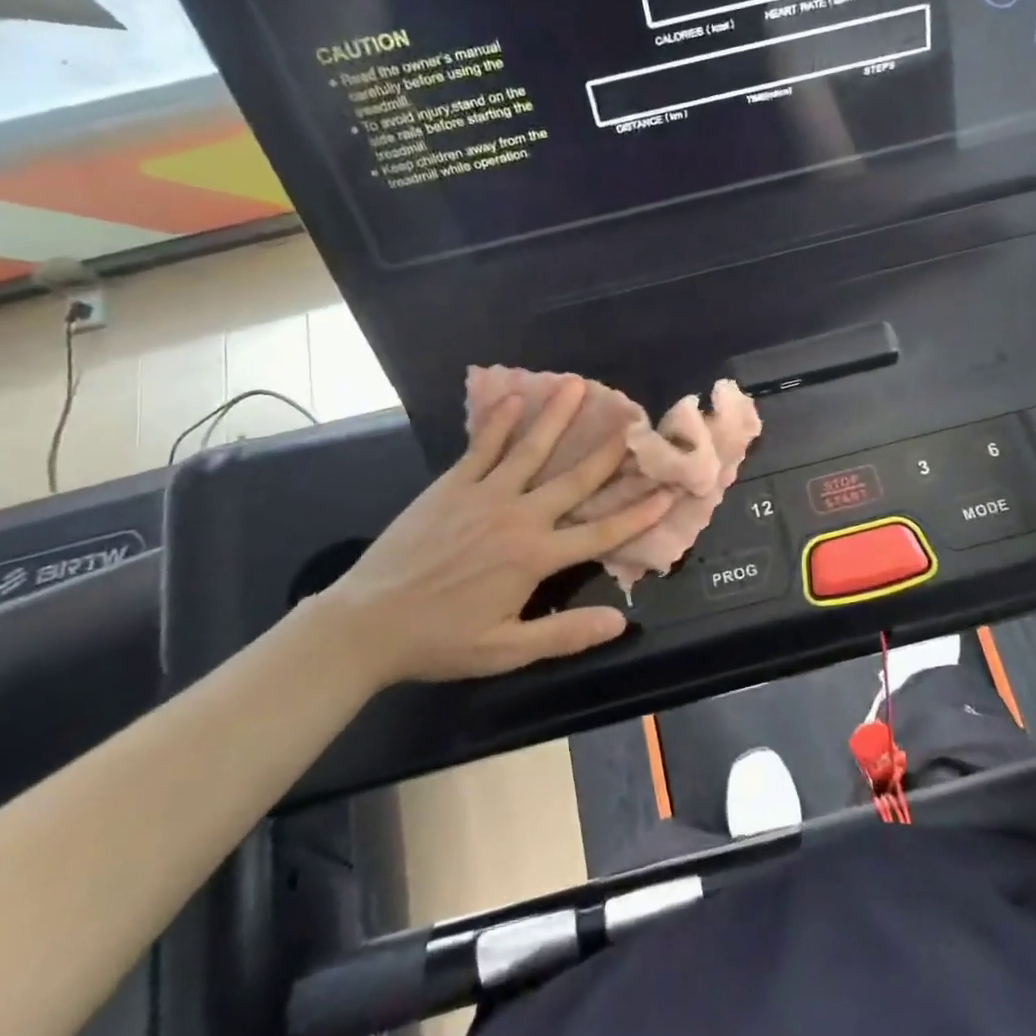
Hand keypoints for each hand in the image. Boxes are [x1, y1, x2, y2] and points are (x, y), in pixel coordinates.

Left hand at [307, 377, 674, 685]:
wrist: (366, 624)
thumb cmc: (440, 640)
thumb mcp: (506, 650)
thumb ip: (565, 634)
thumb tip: (620, 621)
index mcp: (536, 558)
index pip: (601, 532)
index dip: (640, 512)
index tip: (668, 489)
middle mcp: (518, 517)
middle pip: (574, 480)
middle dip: (609, 451)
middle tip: (634, 420)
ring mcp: (484, 495)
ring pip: (531, 450)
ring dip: (557, 417)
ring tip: (578, 385)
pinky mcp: (451, 485)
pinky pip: (482, 447)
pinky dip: (500, 421)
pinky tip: (515, 396)